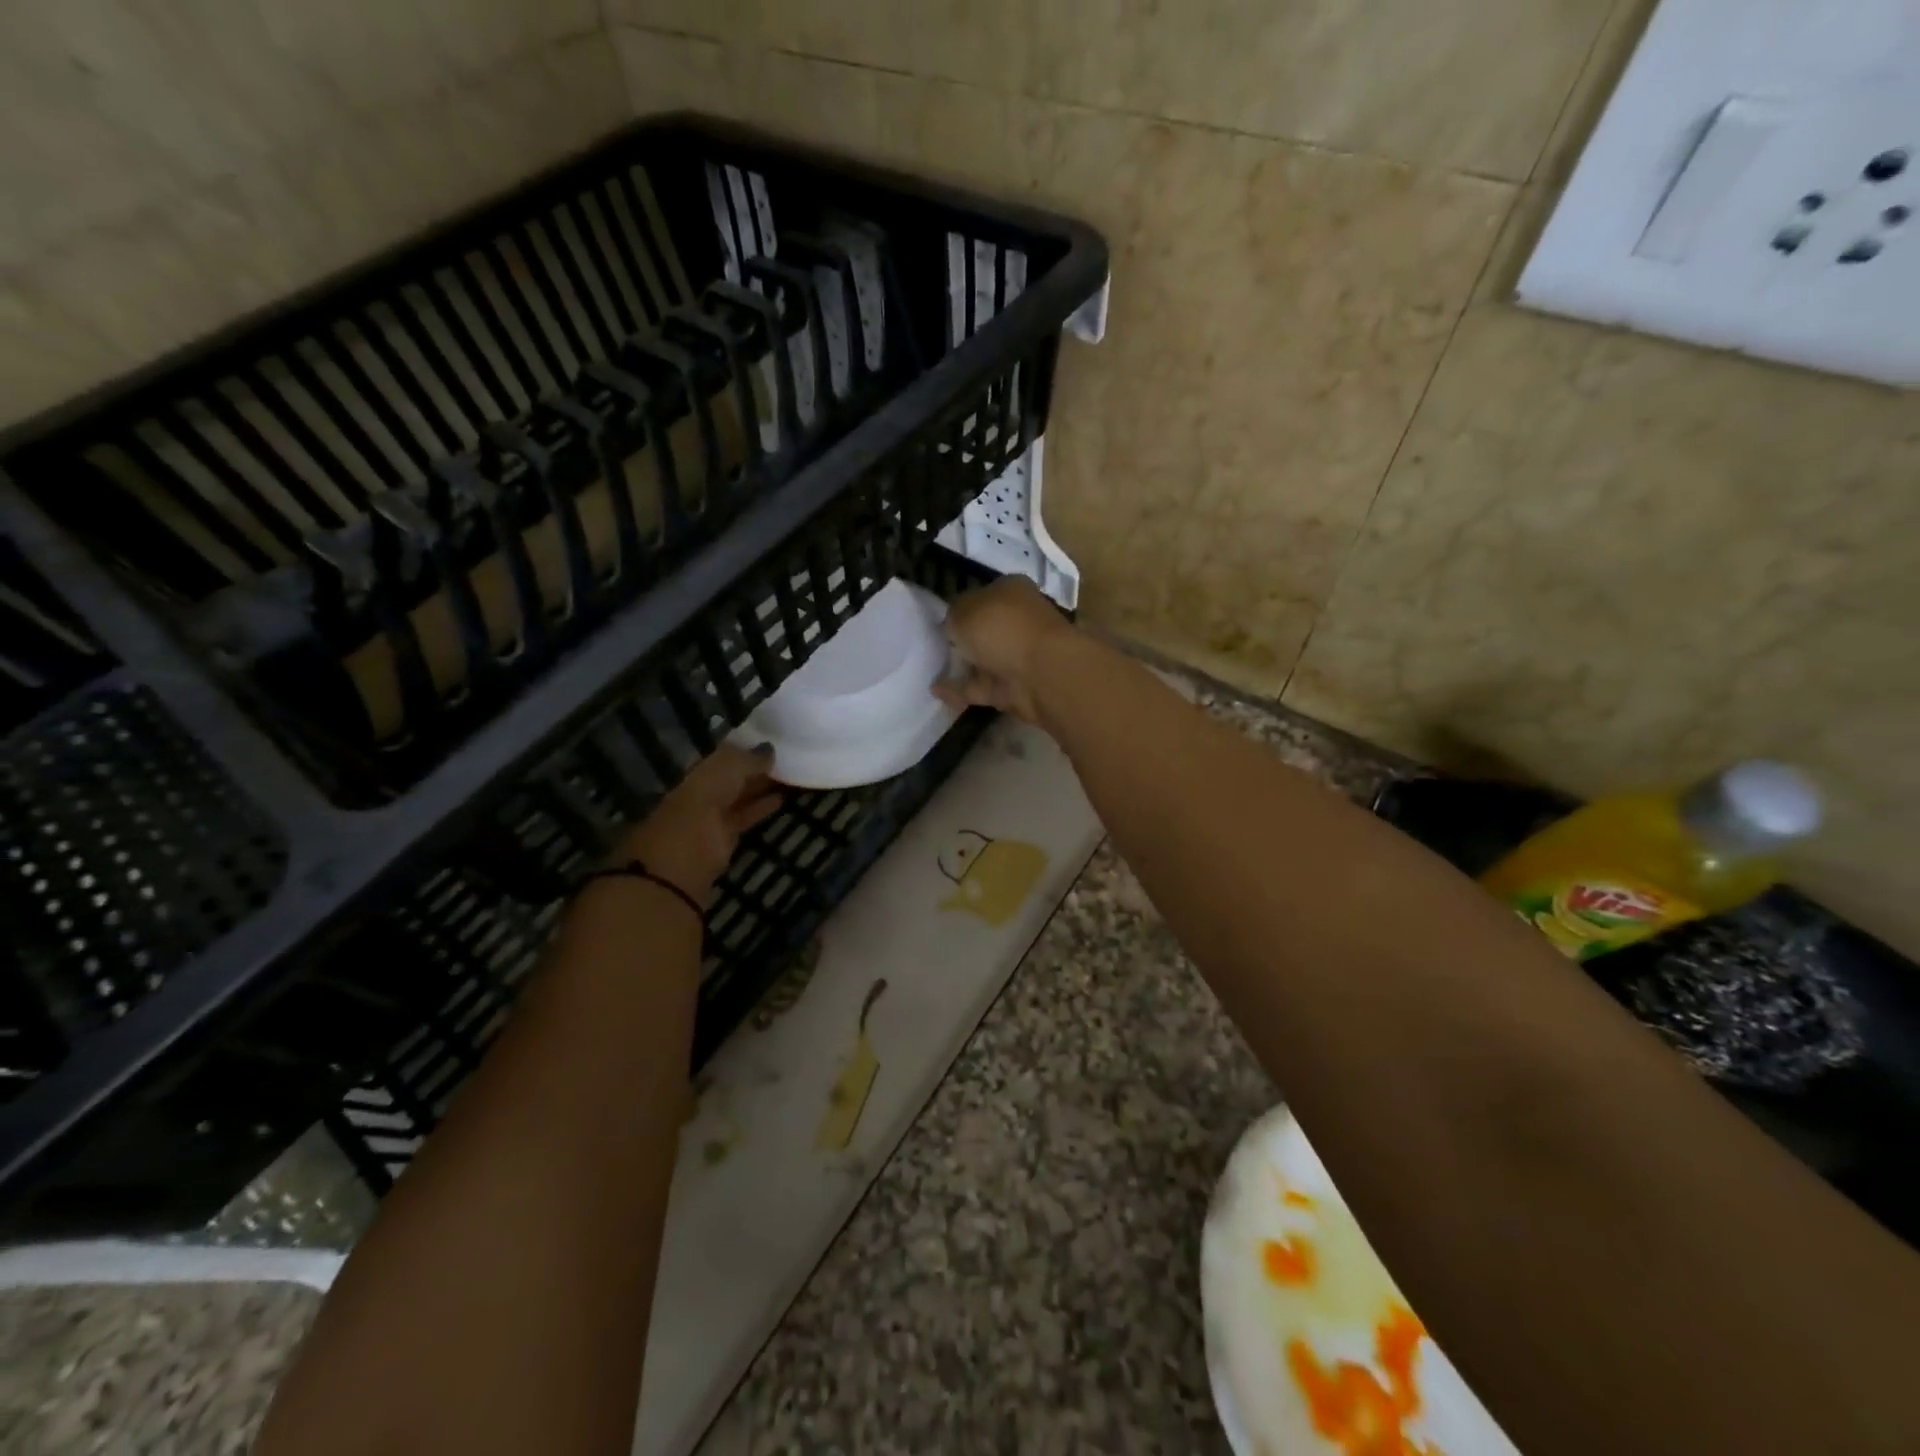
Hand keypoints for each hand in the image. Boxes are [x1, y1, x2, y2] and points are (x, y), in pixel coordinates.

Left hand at [617, 743, 780, 902]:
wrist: (684, 857)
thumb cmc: (701, 803)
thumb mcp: (725, 771)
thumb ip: (748, 759)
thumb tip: (770, 749)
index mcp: (697, 770)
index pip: (724, 754)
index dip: (746, 748)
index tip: (772, 740)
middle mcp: (703, 789)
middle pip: (733, 776)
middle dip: (755, 767)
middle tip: (787, 757)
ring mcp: (712, 815)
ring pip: (741, 795)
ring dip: (762, 787)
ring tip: (790, 776)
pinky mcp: (725, 838)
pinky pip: (746, 816)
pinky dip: (762, 808)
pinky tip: (781, 800)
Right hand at [933, 575, 1076, 723]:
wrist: (1040, 674)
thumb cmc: (1002, 628)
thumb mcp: (963, 609)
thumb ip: (953, 615)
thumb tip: (953, 624)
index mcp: (1012, 591)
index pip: (984, 595)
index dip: (963, 606)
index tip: (942, 619)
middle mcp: (1020, 620)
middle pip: (987, 628)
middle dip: (965, 637)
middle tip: (936, 645)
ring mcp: (1020, 656)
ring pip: (986, 659)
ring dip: (964, 666)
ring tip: (932, 669)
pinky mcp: (1016, 687)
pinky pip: (982, 687)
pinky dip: (961, 689)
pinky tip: (937, 690)